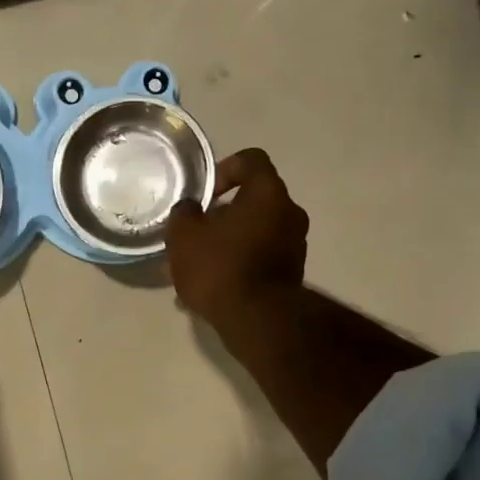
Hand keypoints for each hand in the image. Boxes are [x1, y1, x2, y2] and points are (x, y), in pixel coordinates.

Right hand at [164, 149, 308, 330]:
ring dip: (230, 241)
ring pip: (255, 231)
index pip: (251, 160)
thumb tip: (191, 209)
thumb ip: (184, 213)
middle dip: (223, 214)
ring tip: (200, 266)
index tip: (205, 193)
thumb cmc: (220, 267)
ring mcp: (295, 244)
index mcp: (267, 193)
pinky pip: (260, 257)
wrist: (256, 319)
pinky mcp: (292, 273)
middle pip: (253, 199)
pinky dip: (240, 263)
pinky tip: (215, 286)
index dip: (225, 168)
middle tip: (197, 233)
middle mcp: (289, 212)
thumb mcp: (183, 236)